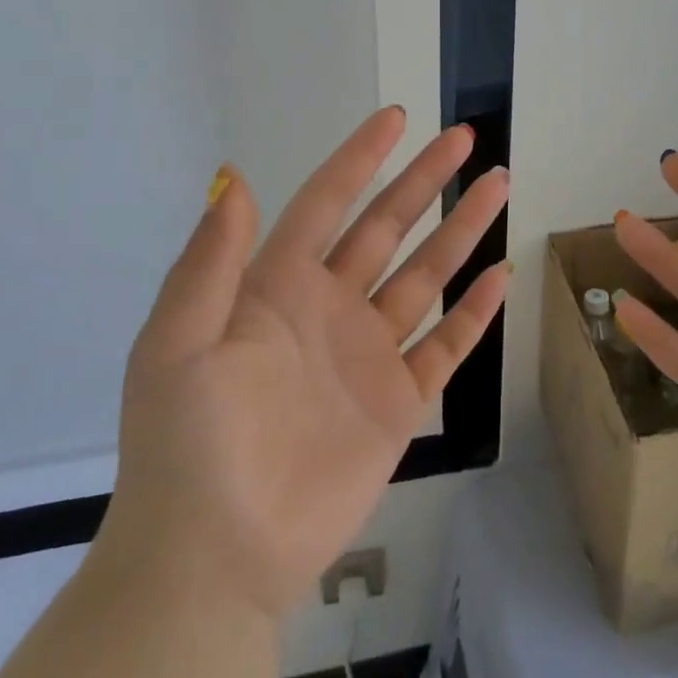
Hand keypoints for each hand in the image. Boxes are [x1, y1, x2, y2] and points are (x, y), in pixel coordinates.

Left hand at [91, 107, 510, 622]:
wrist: (216, 559)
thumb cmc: (188, 444)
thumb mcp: (178, 343)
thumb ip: (210, 261)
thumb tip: (236, 175)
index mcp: (275, 287)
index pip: (326, 203)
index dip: (360, 158)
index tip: (397, 118)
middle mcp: (328, 308)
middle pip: (387, 227)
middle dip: (426, 181)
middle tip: (466, 140)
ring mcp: (367, 354)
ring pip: (425, 277)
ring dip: (461, 233)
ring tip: (498, 187)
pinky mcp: (397, 403)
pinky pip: (445, 346)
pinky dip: (473, 312)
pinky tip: (499, 276)